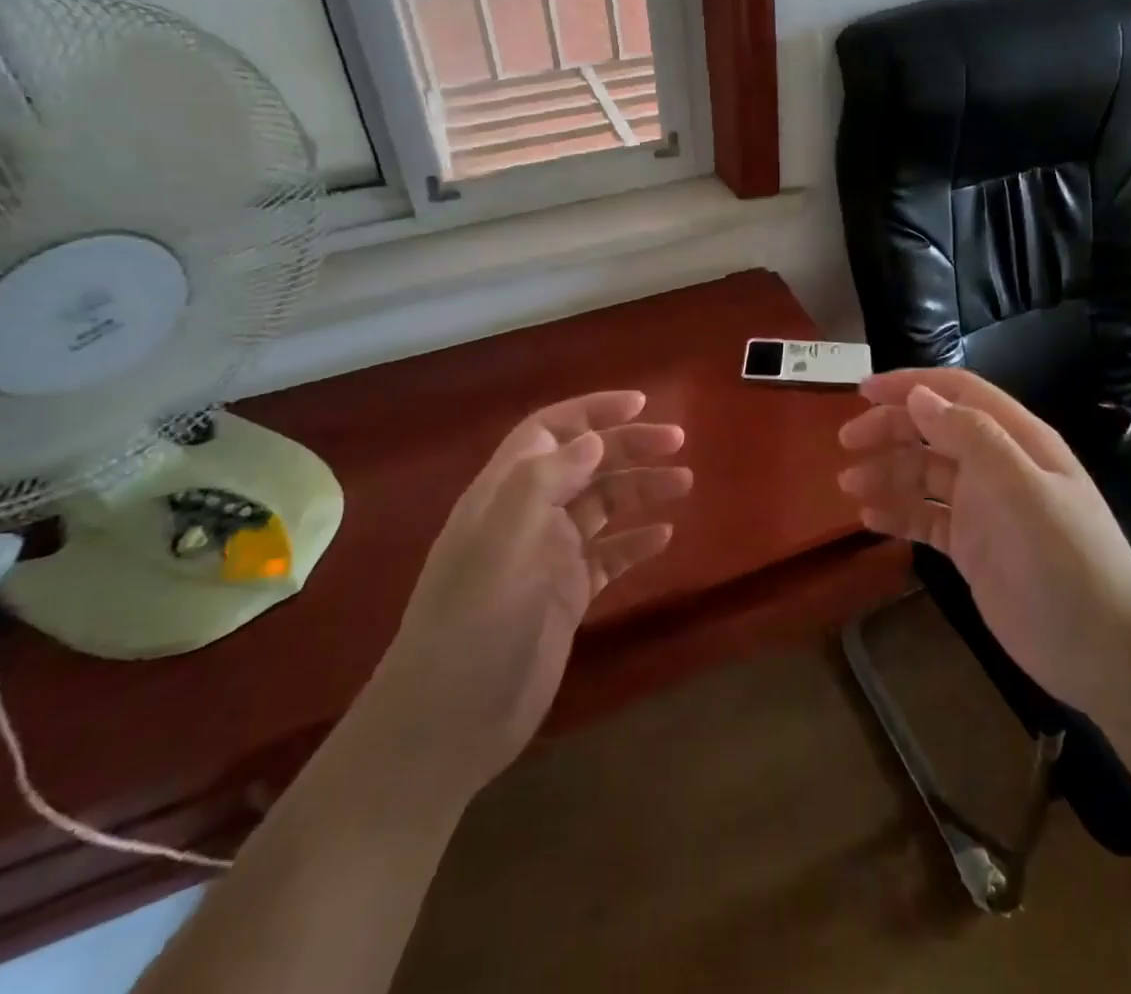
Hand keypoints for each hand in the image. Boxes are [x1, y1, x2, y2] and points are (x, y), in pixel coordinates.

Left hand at [374, 391, 689, 779]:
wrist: (446, 727)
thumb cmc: (472, 627)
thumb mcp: (501, 546)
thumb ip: (542, 484)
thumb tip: (591, 439)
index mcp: (504, 495)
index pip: (550, 431)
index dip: (592, 411)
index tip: (641, 403)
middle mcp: (527, 517)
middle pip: (585, 464)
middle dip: (629, 446)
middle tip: (678, 444)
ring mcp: (547, 557)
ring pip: (602, 506)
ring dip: (640, 489)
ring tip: (684, 482)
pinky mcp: (565, 596)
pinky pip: (608, 556)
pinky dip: (635, 541)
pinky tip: (664, 536)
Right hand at [838, 369, 1130, 712]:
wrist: (1104, 649)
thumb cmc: (1064, 558)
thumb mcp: (1020, 488)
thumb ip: (972, 436)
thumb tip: (919, 395)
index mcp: (1016, 440)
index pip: (957, 394)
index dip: (910, 385)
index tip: (862, 390)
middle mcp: (997, 466)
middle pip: (934, 431)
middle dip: (890, 429)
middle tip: (846, 442)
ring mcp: (983, 508)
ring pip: (924, 475)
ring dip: (887, 473)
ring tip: (849, 486)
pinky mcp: (972, 547)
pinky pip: (926, 518)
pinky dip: (898, 512)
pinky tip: (870, 518)